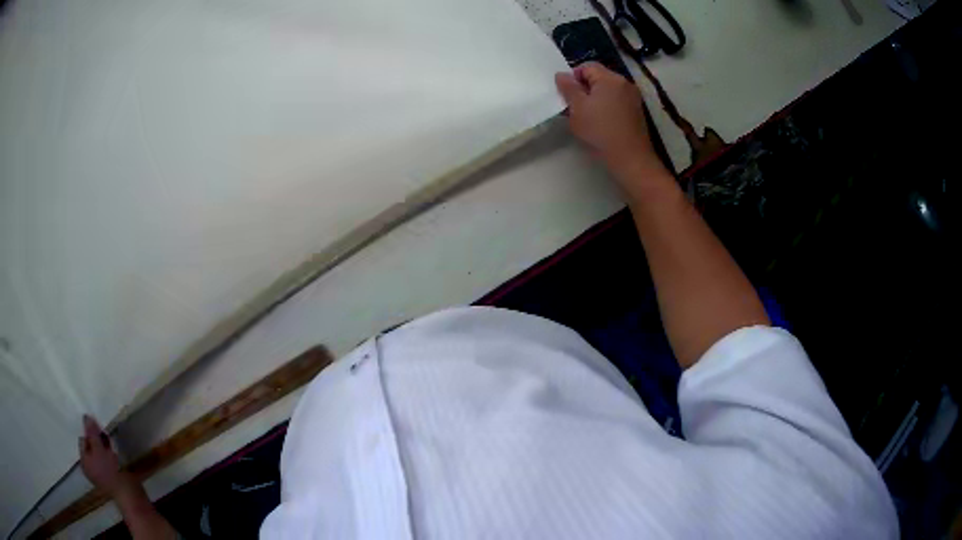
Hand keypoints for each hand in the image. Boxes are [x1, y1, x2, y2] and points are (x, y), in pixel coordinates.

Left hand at [79, 415, 131, 494]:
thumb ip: (92, 433)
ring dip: (105, 449)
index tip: (101, 434)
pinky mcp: (111, 479)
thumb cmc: (111, 471)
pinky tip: (116, 459)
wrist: (129, 495)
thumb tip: (86, 417)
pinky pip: (107, 463)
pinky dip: (110, 458)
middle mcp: (89, 468)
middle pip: (91, 447)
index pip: (83, 440)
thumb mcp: (99, 449)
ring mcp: (100, 475)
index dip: (91, 434)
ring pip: (100, 455)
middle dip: (98, 442)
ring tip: (112, 450)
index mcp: (84, 462)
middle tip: (106, 441)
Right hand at [555, 63, 660, 175]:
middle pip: (598, 78)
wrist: (630, 159)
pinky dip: (606, 108)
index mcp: (610, 78)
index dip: (573, 77)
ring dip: (595, 100)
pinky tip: (600, 124)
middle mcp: (624, 83)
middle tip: (573, 107)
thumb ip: (568, 88)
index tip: (566, 95)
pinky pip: (616, 103)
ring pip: (607, 91)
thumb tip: (561, 75)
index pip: (587, 66)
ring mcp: (633, 98)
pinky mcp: (636, 113)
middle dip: (584, 89)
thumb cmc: (600, 131)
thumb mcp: (577, 108)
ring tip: (586, 117)